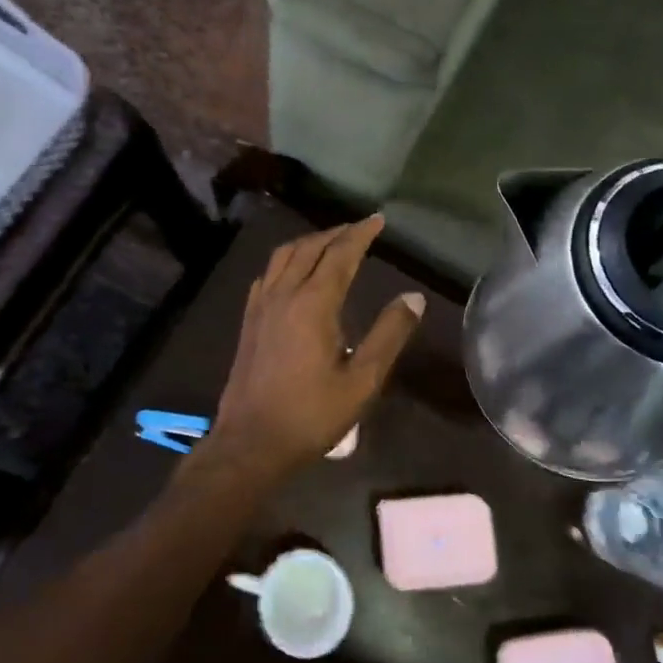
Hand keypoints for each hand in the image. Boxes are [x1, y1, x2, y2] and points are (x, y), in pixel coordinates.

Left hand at [201, 216, 425, 478]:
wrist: (251, 442)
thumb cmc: (311, 415)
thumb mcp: (362, 380)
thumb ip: (389, 334)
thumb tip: (413, 297)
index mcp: (313, 303)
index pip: (340, 254)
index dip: (361, 233)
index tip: (378, 219)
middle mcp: (284, 294)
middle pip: (310, 247)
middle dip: (337, 232)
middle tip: (360, 228)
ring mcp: (261, 305)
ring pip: (284, 255)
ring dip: (310, 241)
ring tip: (331, 242)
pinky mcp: (249, 320)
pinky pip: (268, 273)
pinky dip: (287, 260)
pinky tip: (293, 272)